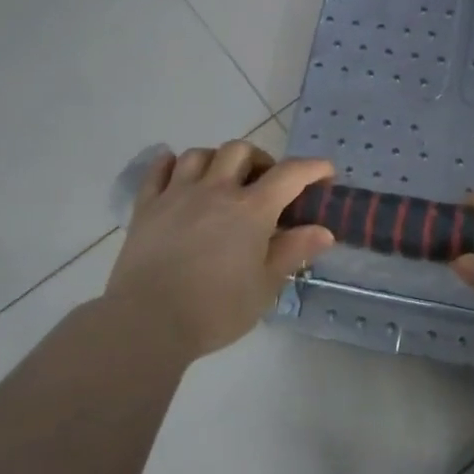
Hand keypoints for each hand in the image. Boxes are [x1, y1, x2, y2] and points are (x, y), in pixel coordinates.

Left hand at [105, 142, 336, 360]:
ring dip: (218, 160)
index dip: (312, 168)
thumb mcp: (264, 287)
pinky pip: (159, 169)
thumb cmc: (215, 310)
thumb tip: (323, 231)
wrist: (148, 322)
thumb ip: (293, 252)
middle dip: (260, 160)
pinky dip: (173, 164)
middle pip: (240, 151)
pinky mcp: (147, 206)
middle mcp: (215, 190)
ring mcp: (177, 194)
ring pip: (200, 154)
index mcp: (251, 210)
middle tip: (265, 184)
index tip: (326, 172)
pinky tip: (179, 176)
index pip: (289, 174)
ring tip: (222, 180)